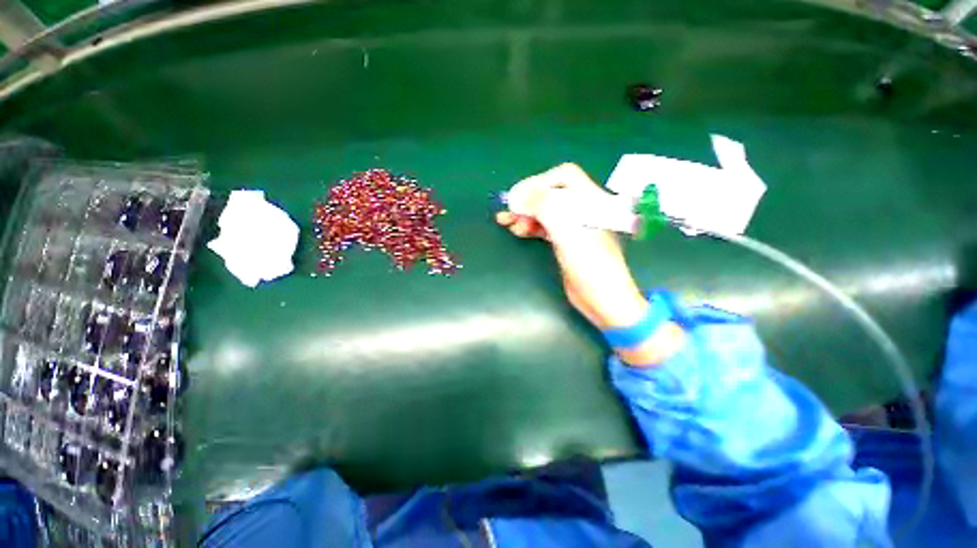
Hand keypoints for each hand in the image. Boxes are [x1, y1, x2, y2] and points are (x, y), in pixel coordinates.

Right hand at [496, 163, 647, 329]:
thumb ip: (544, 207)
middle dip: (528, 200)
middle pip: (552, 194)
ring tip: (507, 222)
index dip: (539, 182)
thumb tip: (518, 196)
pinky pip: (545, 227)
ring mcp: (574, 227)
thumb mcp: (567, 232)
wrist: (603, 299)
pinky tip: (518, 230)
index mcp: (591, 200)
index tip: (518, 197)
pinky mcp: (566, 241)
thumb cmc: (590, 264)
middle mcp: (583, 209)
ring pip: (546, 211)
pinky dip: (531, 226)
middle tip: (508, 212)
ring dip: (526, 214)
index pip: (563, 177)